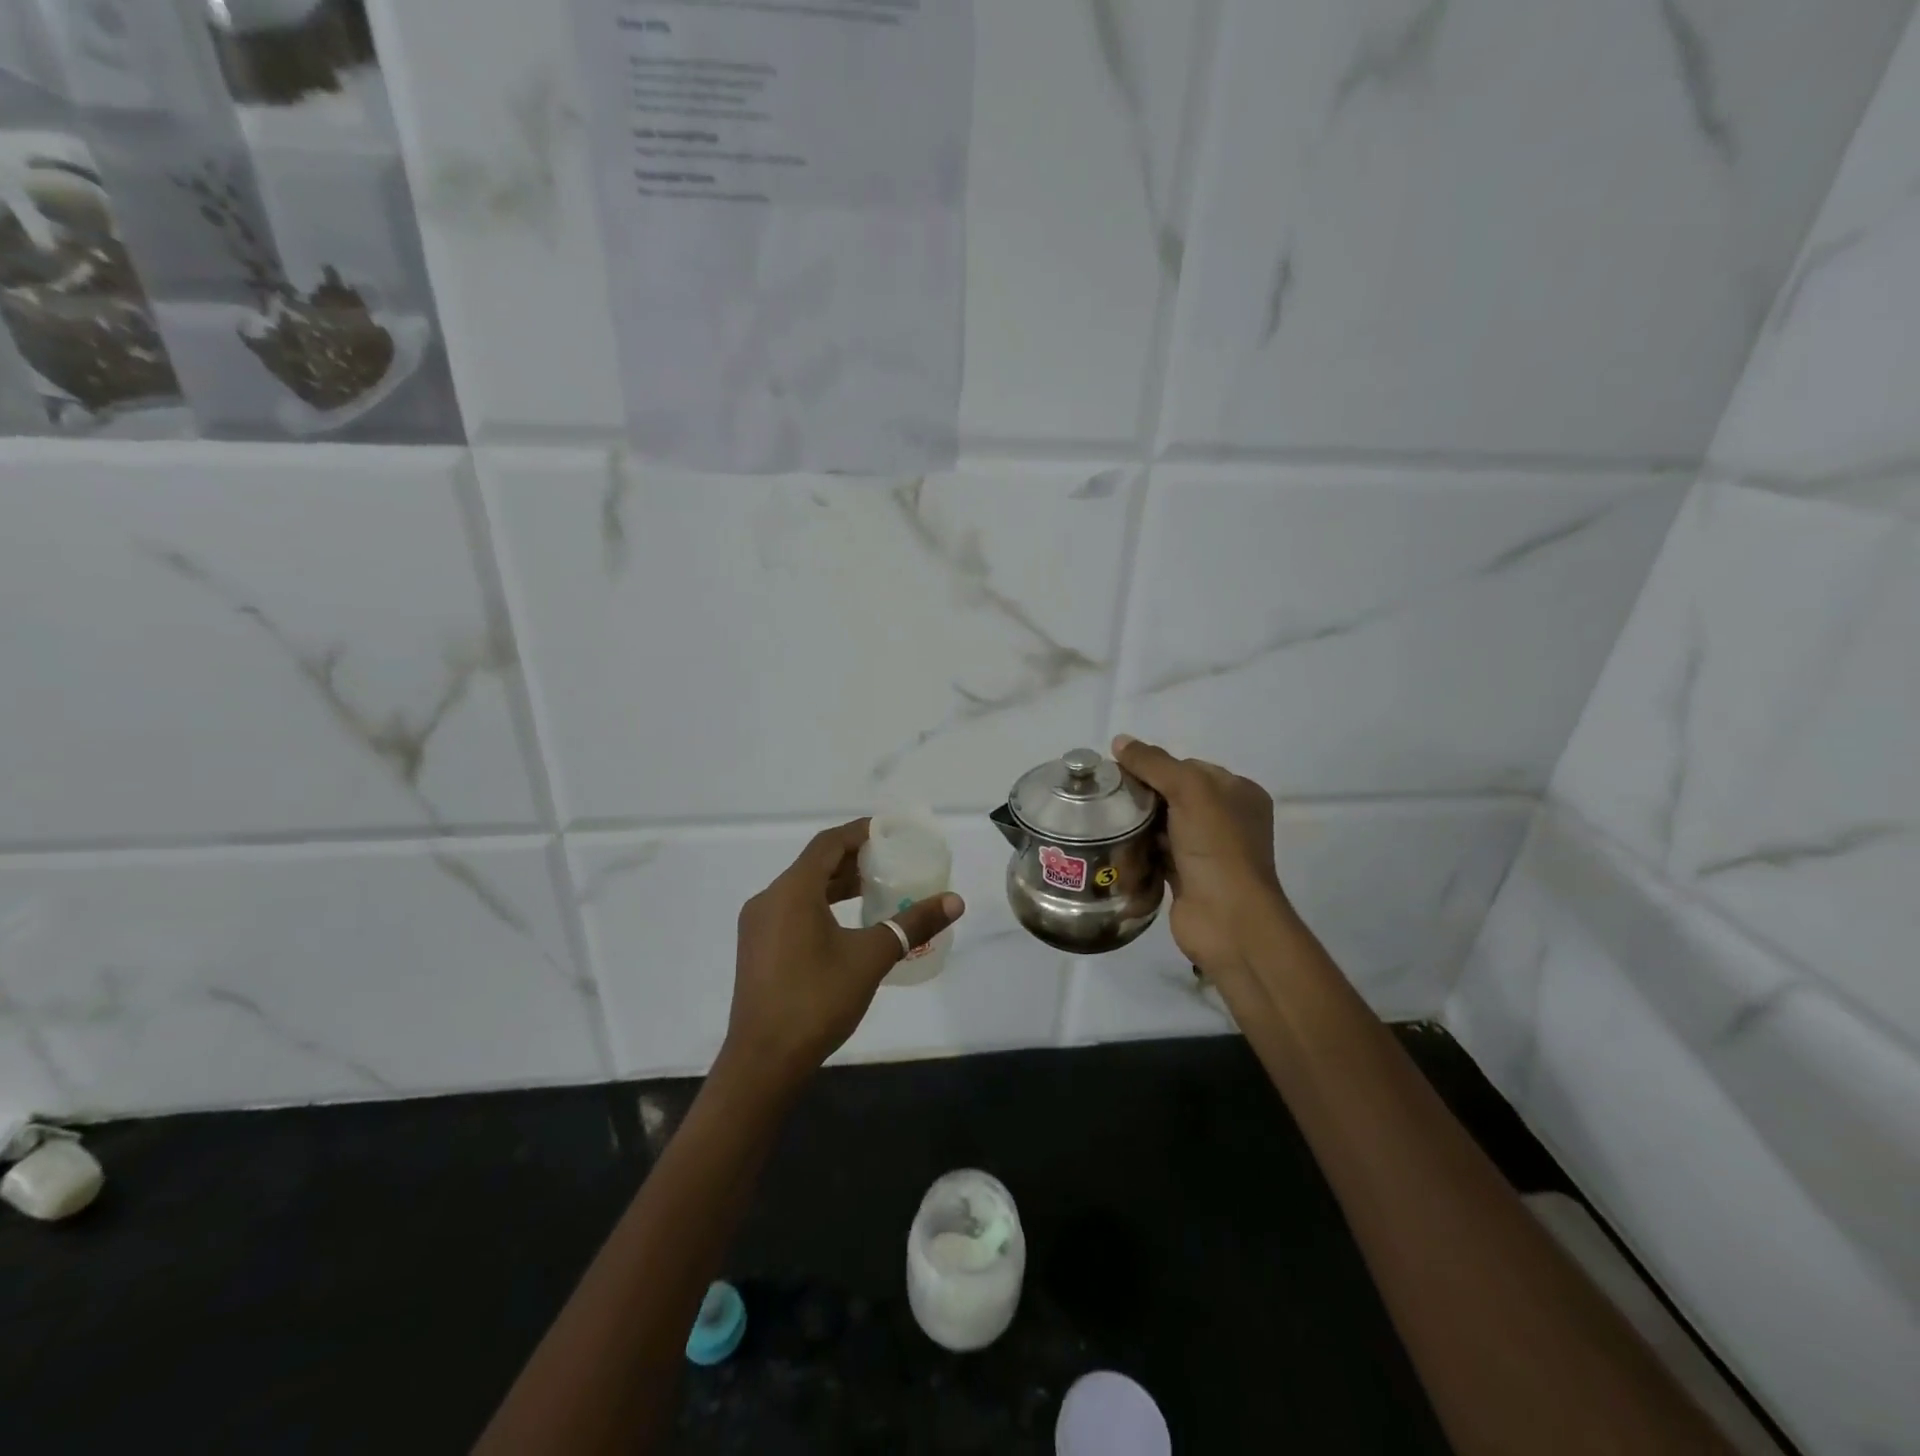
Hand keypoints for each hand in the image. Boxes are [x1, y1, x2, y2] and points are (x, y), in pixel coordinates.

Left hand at [723, 819, 965, 1093]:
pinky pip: (792, 910)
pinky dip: (822, 906)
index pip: (828, 844)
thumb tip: (955, 901)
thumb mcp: (871, 958)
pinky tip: (848, 924)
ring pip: (802, 889)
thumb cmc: (817, 1000)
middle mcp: (769, 899)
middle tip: (892, 862)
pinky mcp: (757, 948)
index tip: (891, 832)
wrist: (764, 1061)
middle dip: (853, 860)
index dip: (860, 832)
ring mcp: (758, 925)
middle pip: (815, 864)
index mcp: (792, 891)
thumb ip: (913, 925)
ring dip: (838, 885)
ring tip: (877, 891)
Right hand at [1112, 735, 1292, 978]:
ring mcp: (1206, 850)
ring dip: (1137, 827)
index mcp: (1237, 792)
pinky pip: (1156, 855)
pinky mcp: (1187, 877)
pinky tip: (1116, 852)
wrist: (1228, 920)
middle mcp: (1225, 819)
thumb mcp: (1189, 791)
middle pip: (1172, 796)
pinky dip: (1139, 853)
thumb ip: (1154, 763)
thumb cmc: (1216, 847)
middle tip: (1106, 800)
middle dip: (1141, 798)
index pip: (1187, 767)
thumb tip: (1120, 741)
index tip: (1117, 773)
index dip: (1153, 766)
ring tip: (1104, 825)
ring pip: (1162, 826)